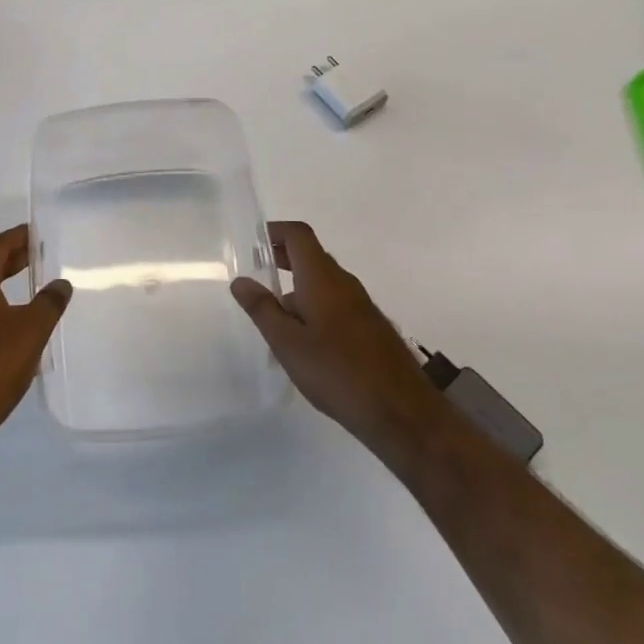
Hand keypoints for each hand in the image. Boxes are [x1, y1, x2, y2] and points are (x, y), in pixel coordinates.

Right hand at [232, 221, 435, 454]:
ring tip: (274, 314)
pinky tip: (304, 341)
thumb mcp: (288, 343)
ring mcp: (361, 305)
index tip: (253, 243)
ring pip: (324, 282)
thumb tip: (241, 280)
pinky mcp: (371, 328)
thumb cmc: (337, 372)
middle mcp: (344, 283)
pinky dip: (315, 306)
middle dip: (283, 258)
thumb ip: (263, 309)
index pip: (299, 235)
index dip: (275, 232)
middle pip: (312, 256)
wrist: (402, 412)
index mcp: (322, 278)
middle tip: (257, 273)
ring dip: (298, 286)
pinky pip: (336, 303)